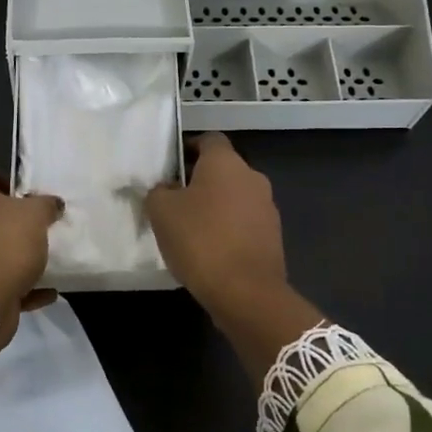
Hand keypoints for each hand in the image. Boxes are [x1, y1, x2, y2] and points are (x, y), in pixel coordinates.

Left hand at [0, 161, 62, 347]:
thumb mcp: (35, 215)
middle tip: (30, 224)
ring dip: (5, 251)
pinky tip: (44, 291)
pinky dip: (13, 283)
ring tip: (37, 257)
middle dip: (2, 218)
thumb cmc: (3, 242)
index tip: (19, 193)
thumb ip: (45, 205)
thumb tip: (53, 203)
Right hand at [145, 134, 321, 373]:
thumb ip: (159, 191)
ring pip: (234, 197)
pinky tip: (209, 250)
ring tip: (189, 229)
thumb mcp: (161, 211)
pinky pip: (244, 222)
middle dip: (198, 181)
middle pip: (222, 169)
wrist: (246, 292)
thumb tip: (166, 189)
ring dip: (214, 206)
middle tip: (172, 200)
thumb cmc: (200, 240)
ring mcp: (267, 207)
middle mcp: (252, 177)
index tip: (170, 167)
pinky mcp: (272, 236)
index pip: (208, 139)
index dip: (188, 148)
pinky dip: (227, 229)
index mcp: (226, 162)